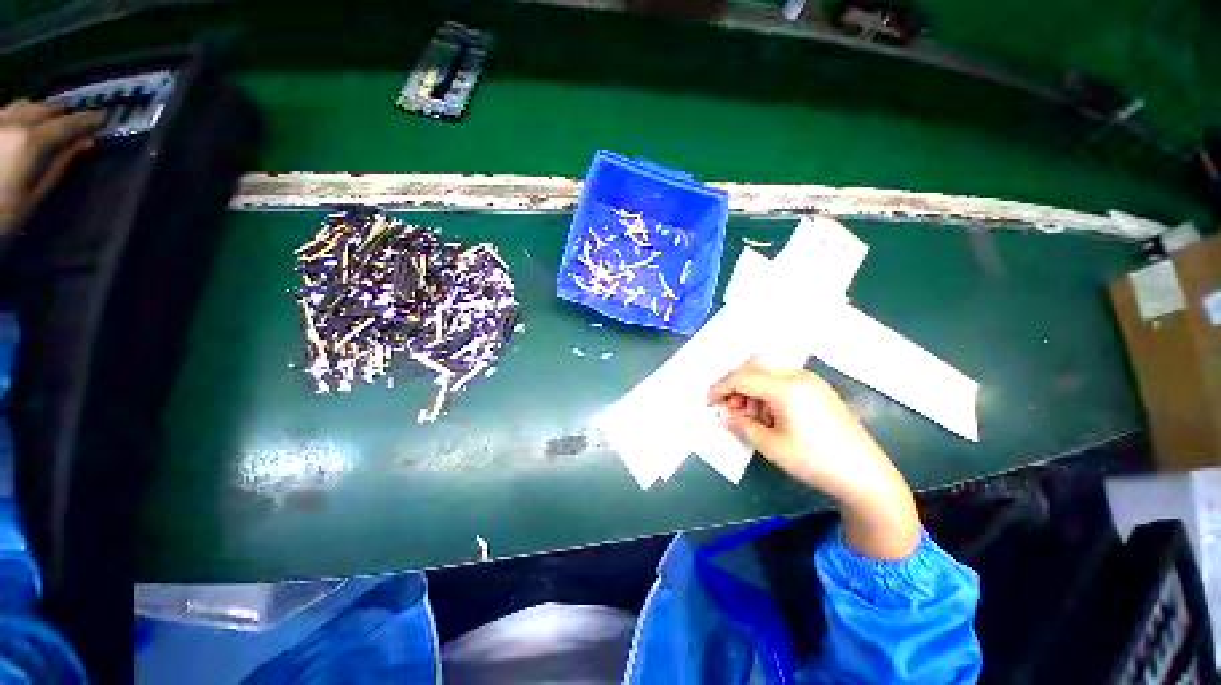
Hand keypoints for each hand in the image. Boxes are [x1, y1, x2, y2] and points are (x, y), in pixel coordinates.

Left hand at [0, 100, 103, 235]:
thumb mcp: (35, 196)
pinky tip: (24, 126)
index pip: (68, 124)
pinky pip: (7, 112)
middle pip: (44, 109)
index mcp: (32, 140)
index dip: (88, 121)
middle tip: (77, 120)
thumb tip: (85, 143)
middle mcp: (14, 122)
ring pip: (24, 106)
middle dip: (62, 114)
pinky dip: (21, 115)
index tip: (104, 118)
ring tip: (50, 121)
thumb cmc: (3, 214)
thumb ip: (60, 165)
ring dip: (41, 112)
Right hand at [708, 358, 920, 559]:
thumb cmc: (813, 460)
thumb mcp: (771, 445)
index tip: (708, 402)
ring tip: (750, 417)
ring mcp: (811, 381)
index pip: (742, 378)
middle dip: (736, 387)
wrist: (865, 475)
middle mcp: (798, 376)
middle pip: (754, 369)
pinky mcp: (819, 390)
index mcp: (785, 387)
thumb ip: (742, 425)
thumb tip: (725, 416)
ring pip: (769, 374)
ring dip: (752, 390)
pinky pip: (784, 382)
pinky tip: (770, 415)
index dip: (720, 388)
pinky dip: (769, 393)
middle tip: (729, 409)